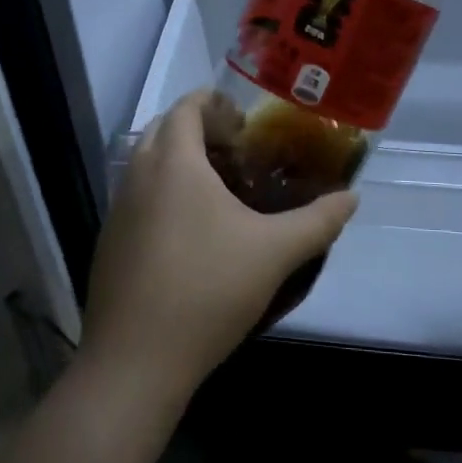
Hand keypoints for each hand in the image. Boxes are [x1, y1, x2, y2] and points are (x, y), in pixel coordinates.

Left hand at [80, 89, 357, 409]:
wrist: (136, 360)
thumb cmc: (208, 290)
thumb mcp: (275, 253)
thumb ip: (318, 221)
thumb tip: (352, 197)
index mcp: (173, 163)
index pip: (185, 107)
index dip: (213, 102)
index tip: (243, 118)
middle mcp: (137, 176)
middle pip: (162, 130)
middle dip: (196, 128)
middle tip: (236, 149)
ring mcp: (117, 211)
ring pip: (146, 165)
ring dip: (177, 162)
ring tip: (218, 188)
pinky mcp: (109, 243)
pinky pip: (137, 198)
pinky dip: (162, 194)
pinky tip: (190, 232)